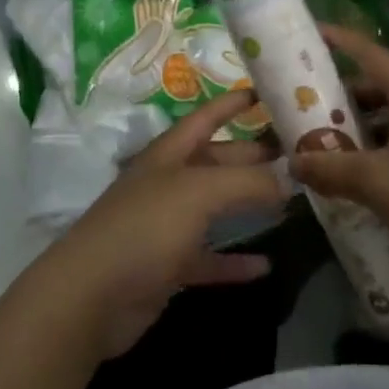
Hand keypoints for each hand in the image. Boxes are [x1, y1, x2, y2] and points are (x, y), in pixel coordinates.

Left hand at [25, 89, 288, 360]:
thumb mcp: (199, 192)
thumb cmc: (144, 228)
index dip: (233, 103)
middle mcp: (168, 183)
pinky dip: (234, 260)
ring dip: (247, 204)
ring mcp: (165, 225)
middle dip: (252, 156)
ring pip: (215, 207)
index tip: (267, 94)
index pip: (206, 117)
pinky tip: (264, 265)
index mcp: (169, 154)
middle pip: (216, 161)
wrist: (91, 295)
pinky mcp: (167, 266)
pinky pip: (208, 258)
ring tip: (289, 201)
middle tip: (296, 155)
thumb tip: (288, 179)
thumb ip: (246, 181)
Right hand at [291, 25, 388, 270]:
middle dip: (344, 93)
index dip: (339, 41)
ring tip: (332, 140)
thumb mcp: (375, 183)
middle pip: (380, 83)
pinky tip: (368, 170)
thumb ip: (331, 169)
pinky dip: (384, 141)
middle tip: (309, 103)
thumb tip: (294, 163)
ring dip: (364, 122)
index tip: (311, 33)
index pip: (370, 53)